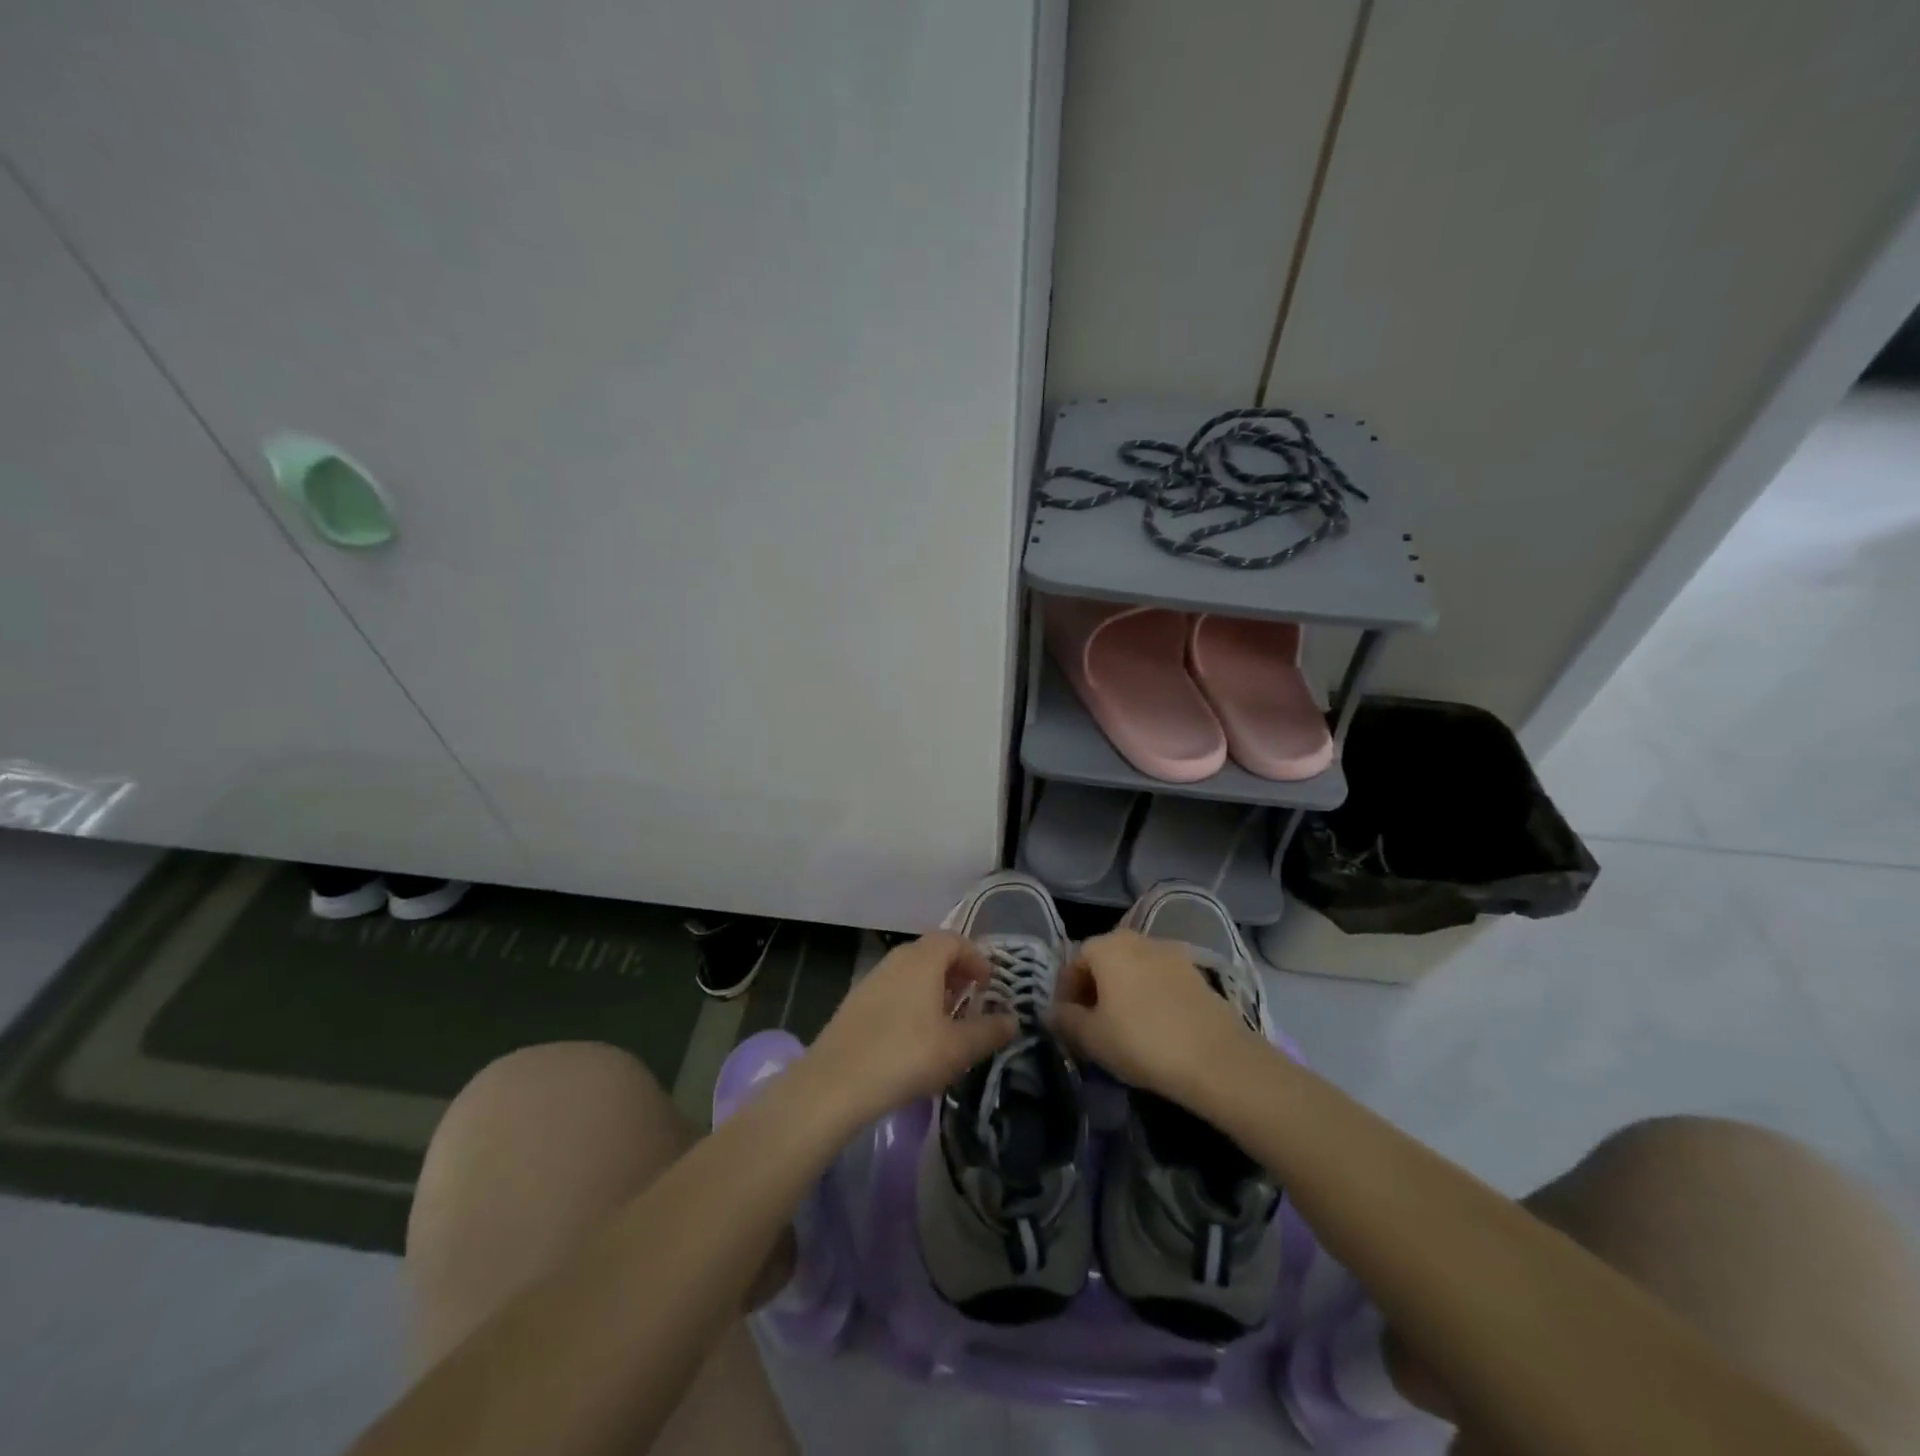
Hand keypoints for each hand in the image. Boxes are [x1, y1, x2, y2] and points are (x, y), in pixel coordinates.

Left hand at [803, 932, 1017, 1121]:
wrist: (836, 1082)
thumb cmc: (907, 1055)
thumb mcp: (958, 1048)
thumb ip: (989, 1031)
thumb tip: (1013, 1021)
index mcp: (923, 959)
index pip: (955, 940)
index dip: (976, 958)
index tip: (989, 984)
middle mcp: (897, 959)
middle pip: (932, 952)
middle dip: (956, 972)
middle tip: (971, 999)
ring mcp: (872, 979)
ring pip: (911, 972)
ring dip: (933, 988)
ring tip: (946, 1020)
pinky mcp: (855, 1002)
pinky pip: (893, 989)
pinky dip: (911, 1000)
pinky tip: (914, 1035)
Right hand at [1050, 930, 1254, 1102]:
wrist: (1215, 1058)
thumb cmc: (1141, 1041)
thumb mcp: (1091, 1037)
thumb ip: (1065, 1020)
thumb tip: (1052, 1012)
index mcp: (1108, 946)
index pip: (1075, 961)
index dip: (1066, 991)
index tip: (1066, 1021)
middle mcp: (1139, 939)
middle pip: (1106, 960)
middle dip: (1094, 988)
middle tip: (1091, 1023)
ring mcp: (1172, 953)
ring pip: (1134, 968)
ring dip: (1122, 991)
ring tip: (1122, 1026)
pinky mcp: (1197, 973)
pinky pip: (1159, 979)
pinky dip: (1149, 995)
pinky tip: (1153, 1026)